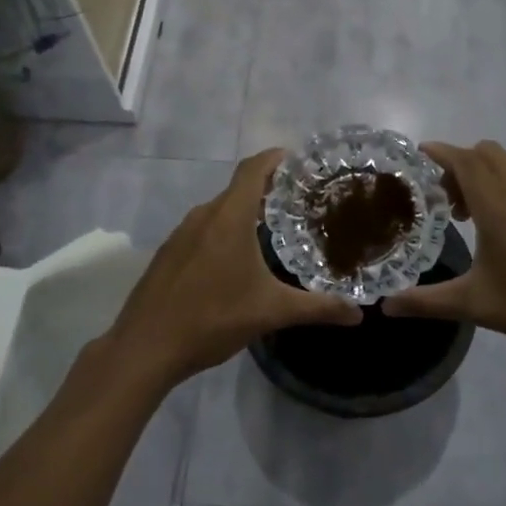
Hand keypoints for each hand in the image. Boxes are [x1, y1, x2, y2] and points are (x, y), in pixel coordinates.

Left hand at [106, 150, 361, 386]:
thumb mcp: (271, 312)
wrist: (145, 347)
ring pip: (219, 211)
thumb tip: (359, 314)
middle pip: (238, 189)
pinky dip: (224, 231)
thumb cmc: (212, 318)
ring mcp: (181, 234)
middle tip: (300, 202)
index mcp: (228, 217)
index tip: (301, 161)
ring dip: (245, 212)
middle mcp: (203, 216)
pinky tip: (237, 260)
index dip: (276, 158)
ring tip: (274, 229)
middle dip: (268, 189)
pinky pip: (203, 230)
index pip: (253, 168)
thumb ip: (317, 308)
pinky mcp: (169, 253)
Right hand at [381, 141, 505, 368]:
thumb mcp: (477, 306)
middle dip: (461, 163)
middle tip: (443, 197)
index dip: (440, 152)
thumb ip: (427, 303)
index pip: (465, 160)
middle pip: (488, 153)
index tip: (418, 154)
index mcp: (499, 206)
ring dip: (485, 174)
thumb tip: (386, 306)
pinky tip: (502, 229)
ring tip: (469, 214)